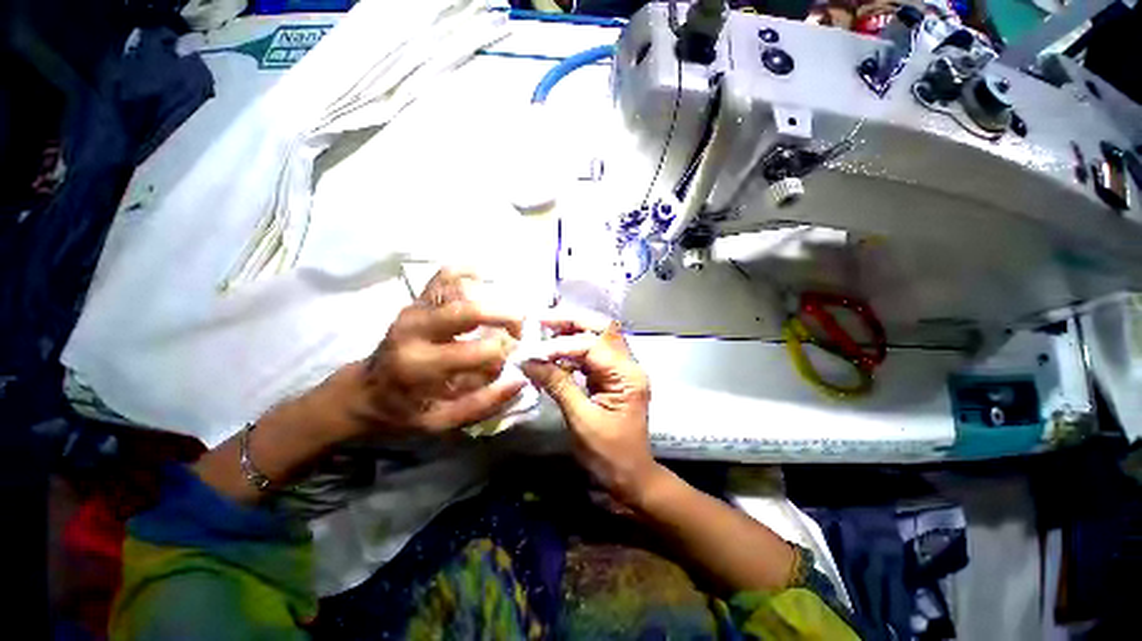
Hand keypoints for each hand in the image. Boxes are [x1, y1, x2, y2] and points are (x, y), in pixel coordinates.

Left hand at [315, 269, 526, 438]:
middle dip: (507, 316)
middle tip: (518, 329)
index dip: (503, 354)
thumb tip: (519, 380)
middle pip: (471, 310)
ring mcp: (415, 309)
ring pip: (460, 287)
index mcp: (421, 365)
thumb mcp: (443, 422)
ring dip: (491, 299)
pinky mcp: (416, 300)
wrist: (365, 390)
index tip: (509, 359)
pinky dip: (468, 274)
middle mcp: (416, 330)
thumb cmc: (406, 409)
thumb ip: (484, 403)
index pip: (480, 351)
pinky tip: (483, 285)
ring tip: (500, 317)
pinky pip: (445, 275)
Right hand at [521, 313, 660, 505]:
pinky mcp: (612, 376)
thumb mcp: (581, 420)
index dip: (561, 345)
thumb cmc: (609, 454)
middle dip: (571, 322)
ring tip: (543, 332)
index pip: (592, 346)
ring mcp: (621, 369)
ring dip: (570, 332)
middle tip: (541, 320)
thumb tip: (529, 361)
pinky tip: (554, 353)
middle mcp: (628, 365)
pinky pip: (592, 354)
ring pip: (597, 338)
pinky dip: (572, 350)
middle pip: (602, 329)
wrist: (631, 477)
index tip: (533, 351)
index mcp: (627, 375)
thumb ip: (558, 385)